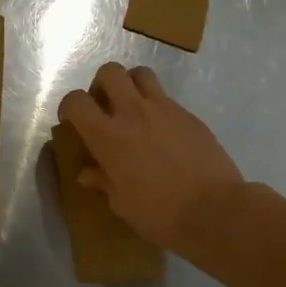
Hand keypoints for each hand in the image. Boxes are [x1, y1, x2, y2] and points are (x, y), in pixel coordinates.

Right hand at [59, 64, 242, 251]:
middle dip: (101, 85)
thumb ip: (103, 181)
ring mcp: (164, 109)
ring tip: (132, 109)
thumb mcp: (122, 204)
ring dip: (130, 85)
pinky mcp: (189, 115)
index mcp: (108, 136)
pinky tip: (162, 132)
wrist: (216, 210)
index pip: (76, 101)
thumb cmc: (160, 214)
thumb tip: (87, 173)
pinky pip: (166, 97)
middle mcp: (133, 113)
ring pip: (140, 74)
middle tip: (105, 108)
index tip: (72, 122)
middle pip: (109, 72)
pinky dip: (156, 106)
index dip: (69, 107)